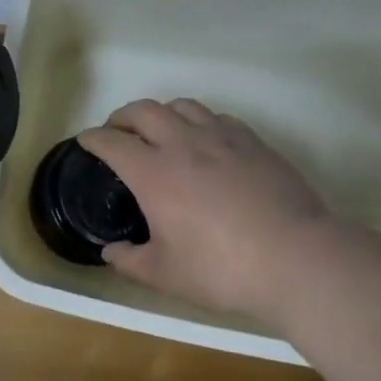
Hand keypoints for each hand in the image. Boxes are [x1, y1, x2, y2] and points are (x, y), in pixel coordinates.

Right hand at [79, 99, 328, 320]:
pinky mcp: (253, 142)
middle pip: (143, 110)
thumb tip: (110, 252)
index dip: (93, 138)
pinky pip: (217, 117)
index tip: (85, 141)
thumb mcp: (165, 275)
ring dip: (161, 113)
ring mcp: (221, 138)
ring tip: (160, 130)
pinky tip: (205, 141)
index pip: (111, 142)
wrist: (296, 259)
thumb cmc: (222, 269)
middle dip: (122, 116)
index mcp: (153, 173)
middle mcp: (182, 144)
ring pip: (182, 106)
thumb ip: (129, 261)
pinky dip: (199, 122)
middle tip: (117, 131)